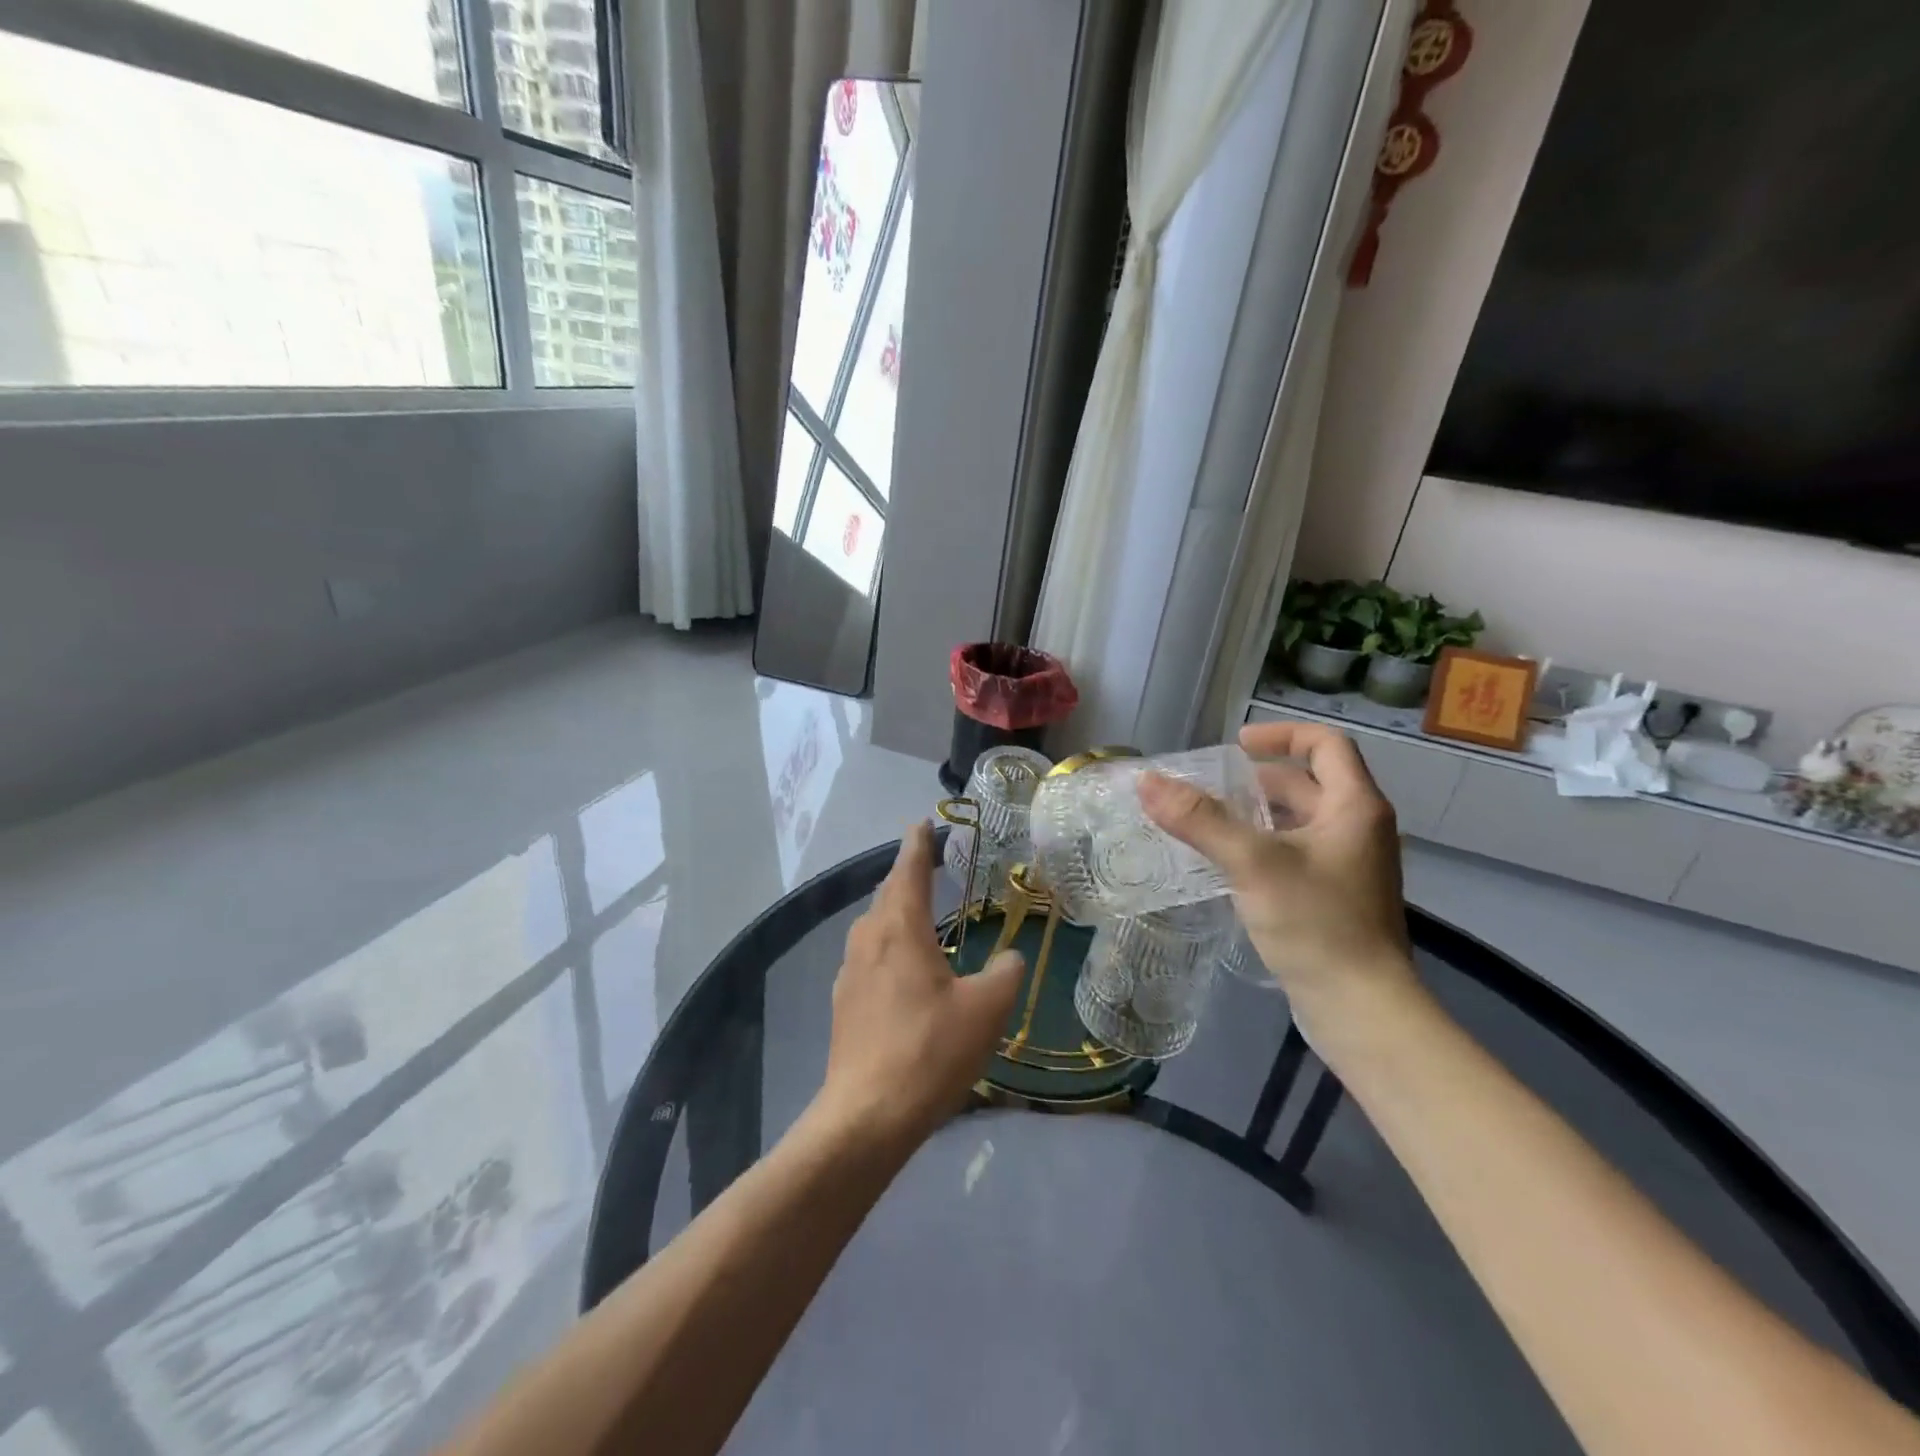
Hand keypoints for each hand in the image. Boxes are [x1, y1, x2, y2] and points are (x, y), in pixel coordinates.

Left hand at [815, 823, 1025, 1146]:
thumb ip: (1005, 973)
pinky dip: (886, 944)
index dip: (918, 845)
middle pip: (887, 894)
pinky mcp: (844, 1002)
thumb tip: (1010, 958)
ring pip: (873, 924)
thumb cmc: (930, 1050)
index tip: (922, 823)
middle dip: (906, 874)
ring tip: (916, 910)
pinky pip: (867, 955)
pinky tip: (900, 967)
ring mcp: (850, 971)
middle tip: (927, 863)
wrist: (867, 1114)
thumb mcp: (985, 1010)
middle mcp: (869, 939)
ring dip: (894, 909)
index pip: (909, 871)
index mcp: (900, 929)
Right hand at [1137, 722, 1421, 1054]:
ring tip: (1206, 823)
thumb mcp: (1252, 863)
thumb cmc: (1316, 924)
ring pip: (1298, 822)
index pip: (1325, 744)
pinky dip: (1262, 846)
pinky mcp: (1334, 897)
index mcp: (1354, 807)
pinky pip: (1295, 853)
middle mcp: (1358, 829)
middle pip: (1306, 783)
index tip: (1235, 745)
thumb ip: (1199, 820)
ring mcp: (1348, 866)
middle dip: (1255, 780)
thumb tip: (1147, 781)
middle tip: (1206, 789)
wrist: (1361, 1010)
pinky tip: (1226, 865)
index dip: (1280, 734)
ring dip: (1255, 815)